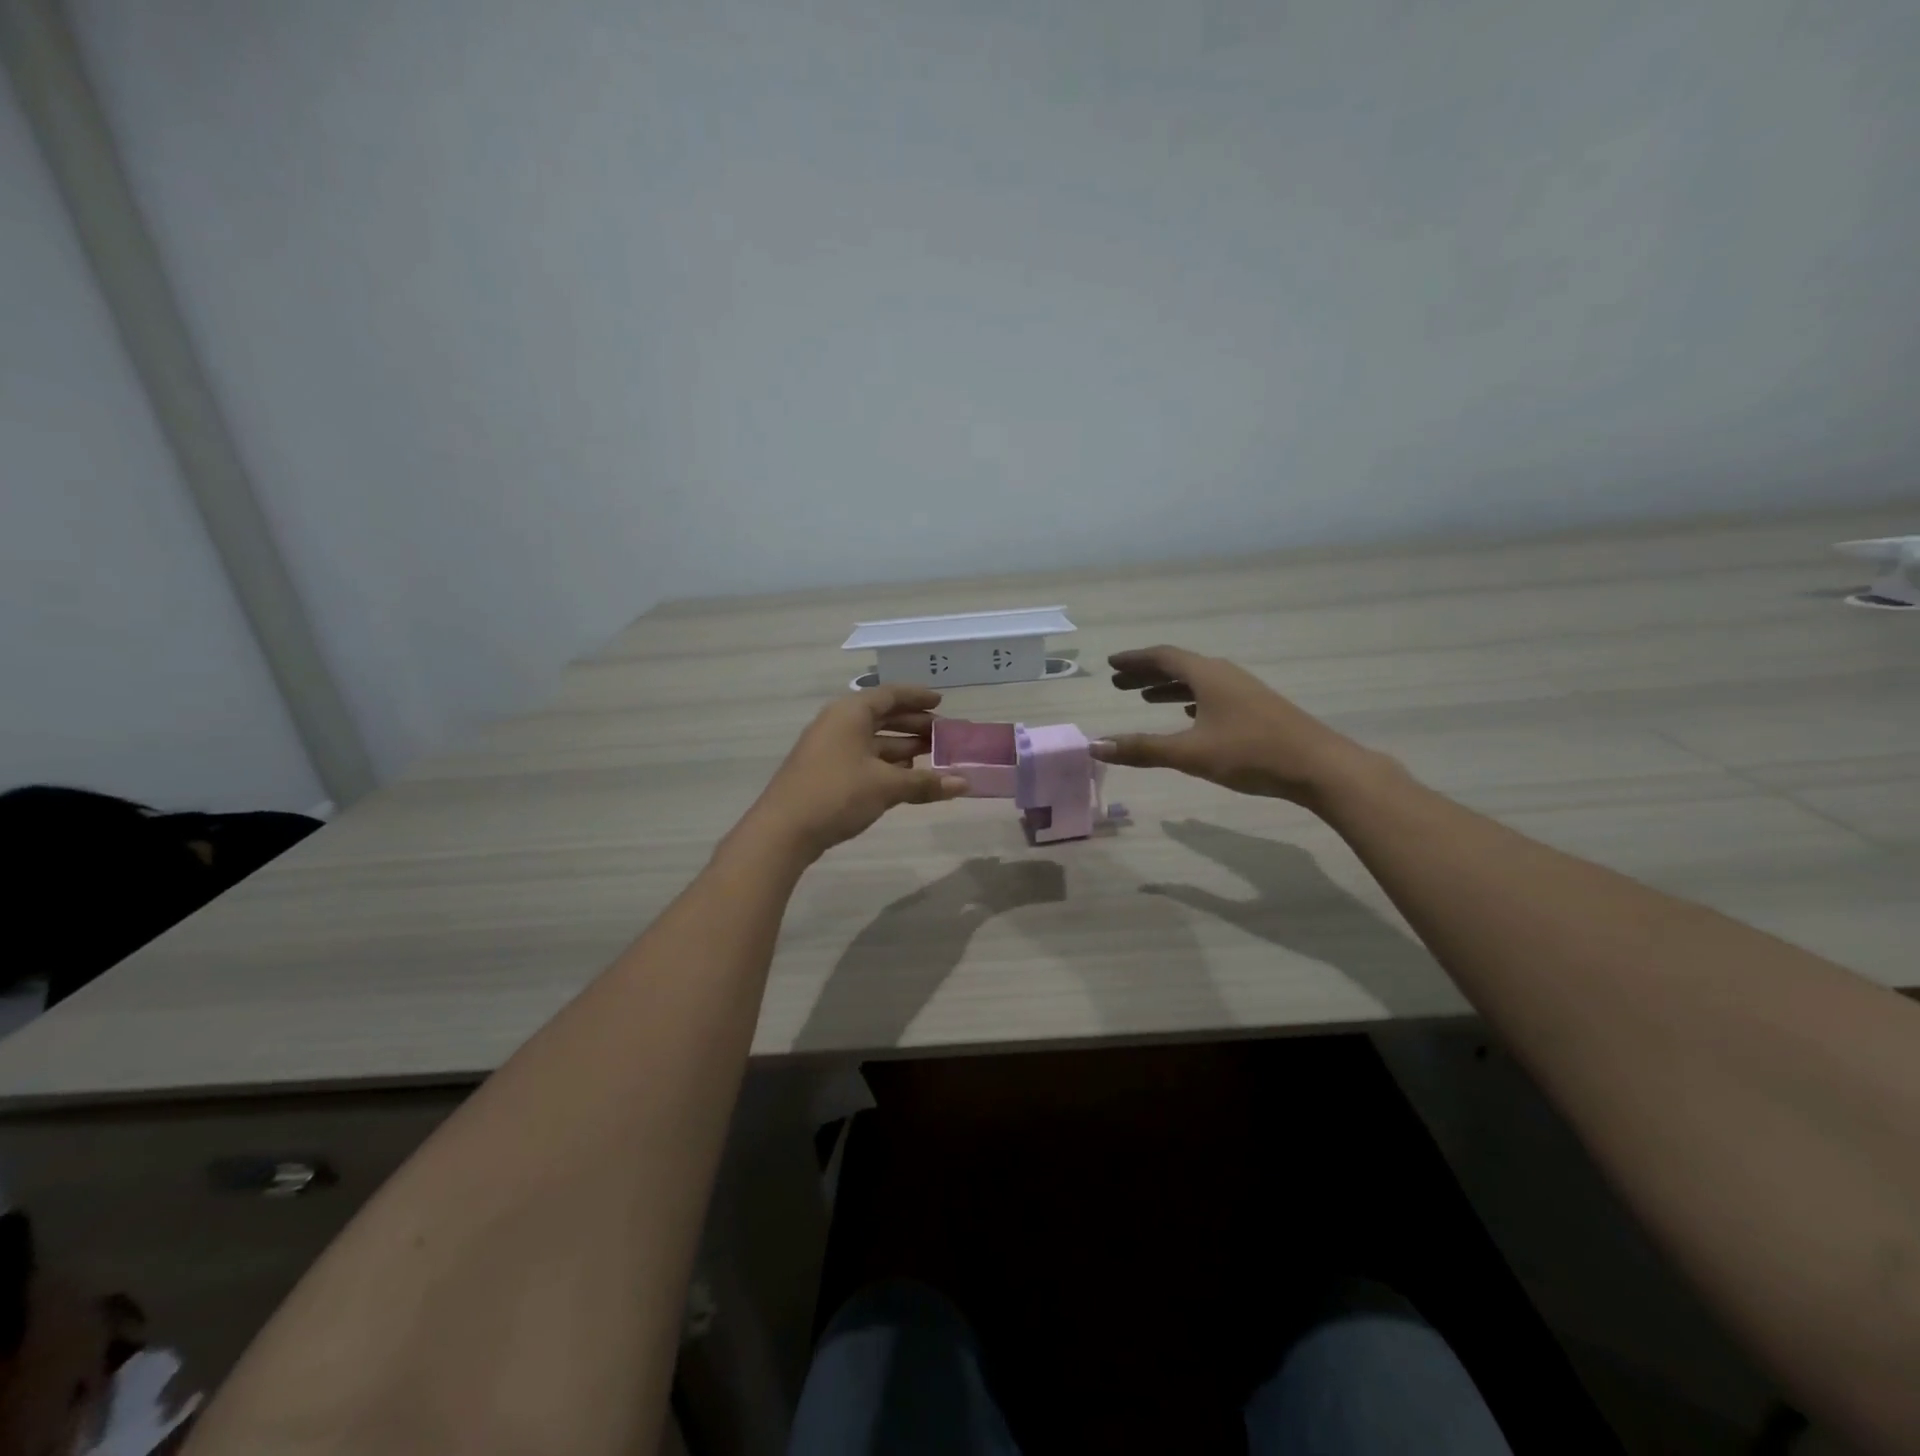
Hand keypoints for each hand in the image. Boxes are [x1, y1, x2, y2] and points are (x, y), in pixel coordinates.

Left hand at [742, 686, 968, 859]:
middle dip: (914, 724)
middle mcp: (839, 724)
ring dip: (902, 746)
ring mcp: (829, 748)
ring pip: (873, 740)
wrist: (783, 830)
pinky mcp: (825, 772)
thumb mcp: (886, 786)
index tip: (941, 703)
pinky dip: (886, 763)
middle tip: (943, 734)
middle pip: (882, 716)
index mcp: (851, 713)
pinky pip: (863, 757)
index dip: (917, 697)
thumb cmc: (837, 794)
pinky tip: (906, 777)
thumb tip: (965, 783)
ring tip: (931, 756)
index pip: (890, 695)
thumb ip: (926, 783)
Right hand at [1090, 645, 1372, 805]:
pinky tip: (1187, 715)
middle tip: (1119, 683)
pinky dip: (1190, 699)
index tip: (1111, 664)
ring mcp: (1243, 690)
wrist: (1319, 766)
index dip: (1134, 660)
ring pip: (1197, 681)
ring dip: (1168, 687)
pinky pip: (1213, 694)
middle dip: (1147, 673)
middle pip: (1178, 666)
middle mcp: (1224, 674)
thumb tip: (1096, 746)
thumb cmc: (1250, 753)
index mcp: (1207, 675)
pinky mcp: (1256, 708)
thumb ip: (1142, 749)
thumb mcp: (1190, 753)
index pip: (1162, 657)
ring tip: (1144, 698)